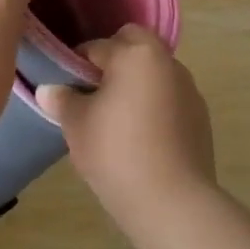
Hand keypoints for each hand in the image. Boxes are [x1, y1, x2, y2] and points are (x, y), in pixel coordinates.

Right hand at [39, 25, 216, 235]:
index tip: (65, 85)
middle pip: (135, 45)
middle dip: (114, 59)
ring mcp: (189, 90)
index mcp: (135, 54)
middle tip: (94, 91)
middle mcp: (167, 63)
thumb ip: (62, 99)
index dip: (76, 64)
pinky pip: (170, 98)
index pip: (96, 46)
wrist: (172, 203)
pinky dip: (154, 105)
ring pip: (155, 71)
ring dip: (137, 82)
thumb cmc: (116, 151)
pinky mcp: (201, 118)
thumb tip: (47, 89)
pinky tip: (141, 136)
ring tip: (117, 116)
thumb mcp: (76, 124)